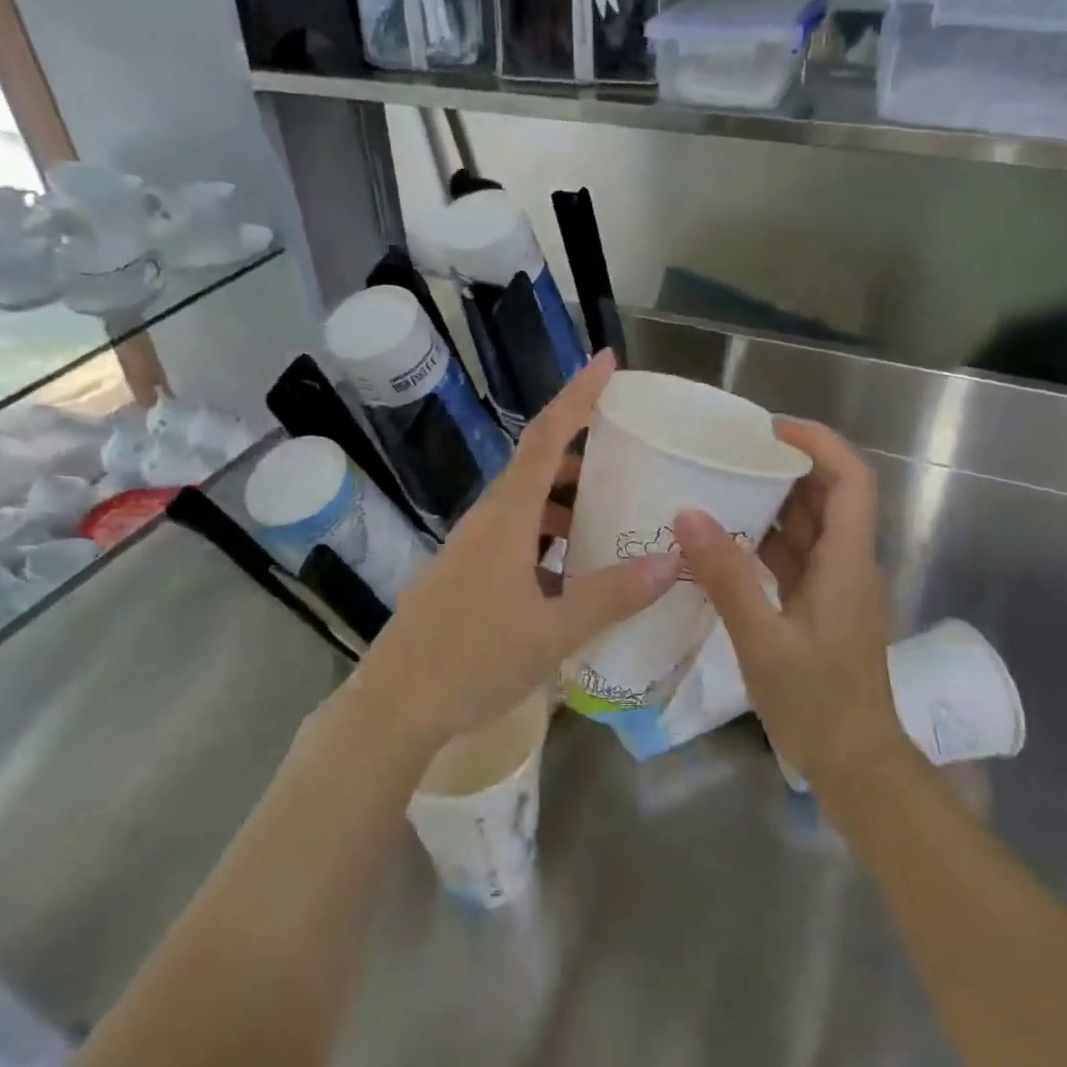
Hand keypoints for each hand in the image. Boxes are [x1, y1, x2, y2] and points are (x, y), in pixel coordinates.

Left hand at [354, 350, 681, 750]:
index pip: (547, 437)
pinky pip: (515, 539)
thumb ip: (612, 595)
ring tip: (611, 517)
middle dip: (583, 455)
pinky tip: (573, 572)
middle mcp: (486, 521)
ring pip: (527, 506)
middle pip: (538, 467)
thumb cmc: (472, 660)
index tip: (606, 361)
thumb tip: (672, 561)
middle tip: (630, 458)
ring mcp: (470, 549)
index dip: (578, 395)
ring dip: (567, 502)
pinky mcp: (464, 575)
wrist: (394, 706)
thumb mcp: (553, 631)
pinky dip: (549, 539)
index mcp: (506, 517)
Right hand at [672, 419, 909, 793]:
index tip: (769, 429)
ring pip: (811, 527)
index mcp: (848, 562)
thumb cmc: (817, 702)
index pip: (851, 480)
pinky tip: (725, 543)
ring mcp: (837, 587)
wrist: (856, 765)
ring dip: (773, 505)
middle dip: (786, 467)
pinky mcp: (822, 608)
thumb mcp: (762, 640)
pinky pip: (797, 558)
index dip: (818, 443)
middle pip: (829, 497)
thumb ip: (726, 576)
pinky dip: (766, 543)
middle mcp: (850, 565)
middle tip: (731, 455)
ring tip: (720, 488)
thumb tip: (687, 514)